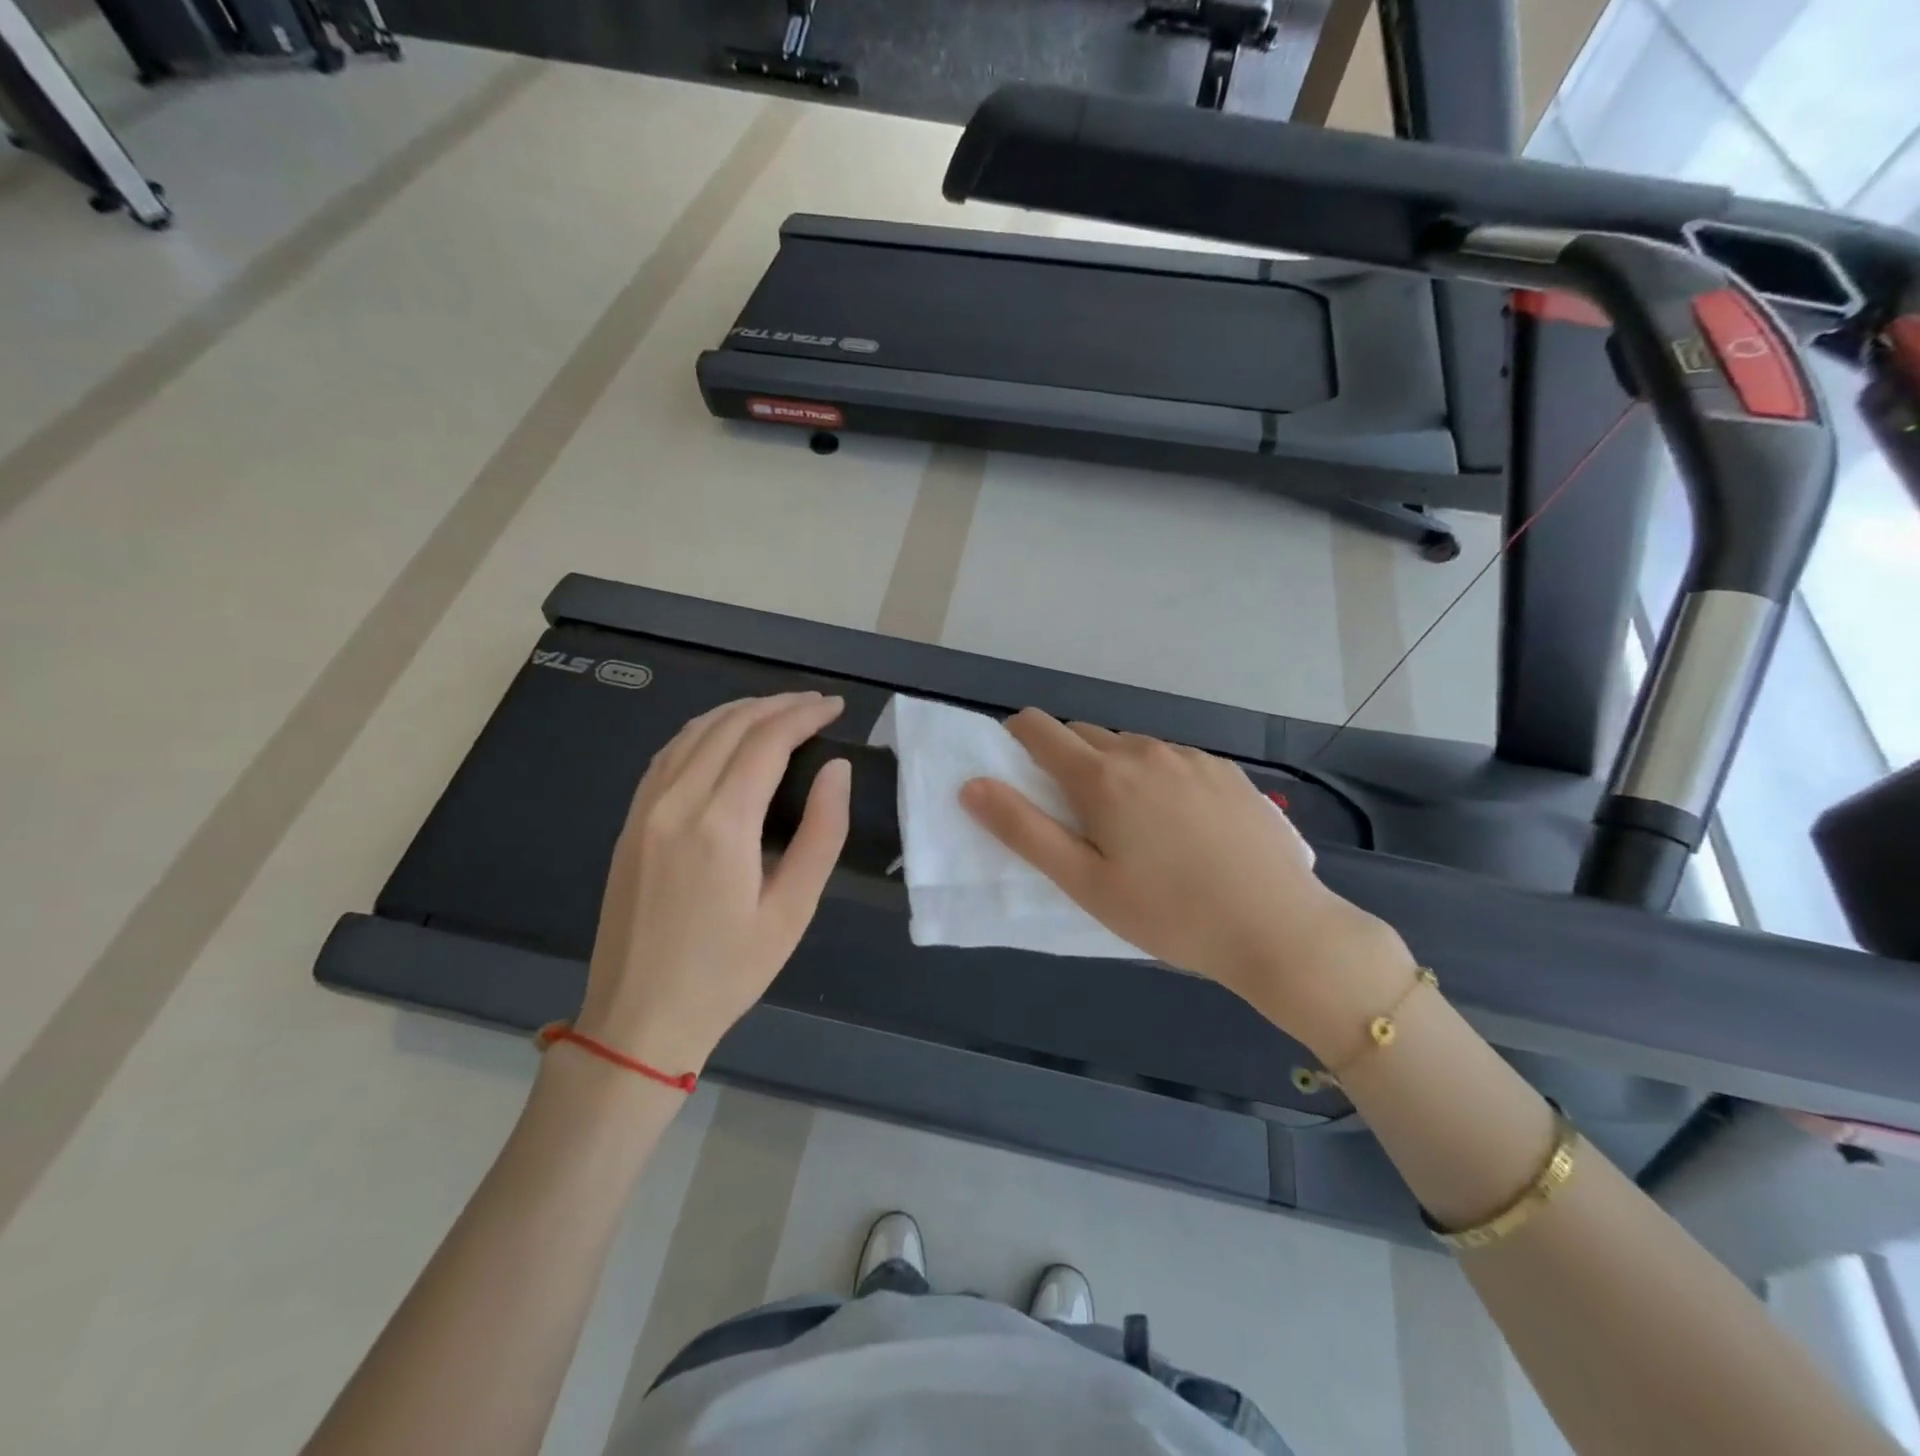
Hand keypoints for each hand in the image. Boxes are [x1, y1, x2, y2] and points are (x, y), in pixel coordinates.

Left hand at [574, 692, 850, 1073]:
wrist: (639, 1018)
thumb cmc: (728, 972)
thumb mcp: (792, 911)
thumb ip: (821, 833)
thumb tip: (836, 769)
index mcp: (721, 825)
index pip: (766, 742)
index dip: (804, 715)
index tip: (835, 707)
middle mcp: (677, 802)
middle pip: (730, 725)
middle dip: (777, 705)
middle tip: (816, 704)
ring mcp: (645, 808)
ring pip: (694, 732)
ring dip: (739, 711)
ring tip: (778, 710)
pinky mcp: (629, 821)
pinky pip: (668, 754)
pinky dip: (704, 731)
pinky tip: (724, 736)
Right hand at [960, 709, 1414, 1055]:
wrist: (1278, 928)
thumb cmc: (1168, 914)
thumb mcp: (1084, 883)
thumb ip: (1023, 830)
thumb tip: (972, 785)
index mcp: (1102, 777)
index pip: (1040, 729)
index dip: (1017, 738)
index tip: (1016, 767)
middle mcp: (1144, 751)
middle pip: (1085, 735)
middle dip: (1066, 760)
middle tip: (1076, 815)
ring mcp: (1190, 757)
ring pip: (1131, 747)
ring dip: (1114, 769)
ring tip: (1132, 825)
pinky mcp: (1226, 771)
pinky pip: (1173, 759)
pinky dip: (1157, 776)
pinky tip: (1180, 824)